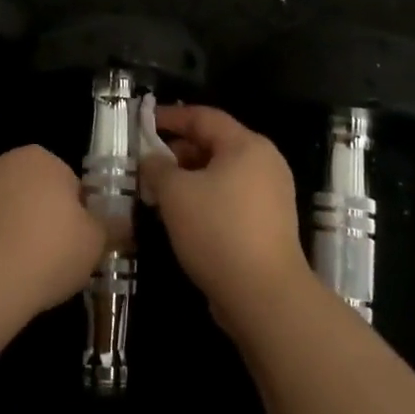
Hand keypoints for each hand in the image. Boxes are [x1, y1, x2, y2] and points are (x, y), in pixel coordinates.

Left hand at [0, 145, 109, 319]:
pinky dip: (2, 245)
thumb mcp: (96, 241)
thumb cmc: (50, 248)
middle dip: (50, 220)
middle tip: (61, 257)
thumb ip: (111, 227)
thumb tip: (125, 223)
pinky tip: (9, 272)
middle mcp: (8, 162)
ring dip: (24, 232)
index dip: (81, 215)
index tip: (82, 243)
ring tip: (35, 270)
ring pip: (16, 211)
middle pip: (41, 194)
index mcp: (42, 157)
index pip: (72, 184)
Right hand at [140, 104, 313, 334]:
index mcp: (247, 145)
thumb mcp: (176, 193)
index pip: (204, 117)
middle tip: (147, 165)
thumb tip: (151, 159)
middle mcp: (265, 163)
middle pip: (215, 144)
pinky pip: (231, 198)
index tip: (143, 123)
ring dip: (189, 178)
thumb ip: (157, 168)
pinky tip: (182, 217)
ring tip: (159, 193)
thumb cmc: (218, 230)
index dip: (171, 117)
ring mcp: (271, 195)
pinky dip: (206, 198)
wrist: (265, 295)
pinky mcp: (270, 223)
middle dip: (177, 152)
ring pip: (221, 174)